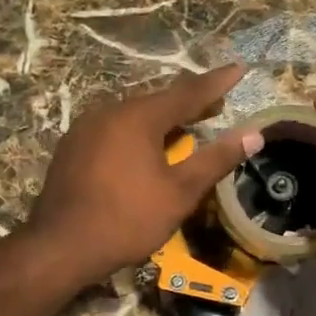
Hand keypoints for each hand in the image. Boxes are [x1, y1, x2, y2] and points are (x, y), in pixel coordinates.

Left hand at [28, 65, 262, 283]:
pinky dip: (137, 134)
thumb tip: (253, 134)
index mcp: (138, 117)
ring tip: (184, 128)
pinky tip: (144, 150)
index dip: (217, 83)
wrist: (62, 247)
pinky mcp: (72, 149)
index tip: (238, 69)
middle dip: (190, 103)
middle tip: (216, 105)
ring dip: (162, 120)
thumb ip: (216, 159)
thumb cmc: (128, 219)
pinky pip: (114, 131)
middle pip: (158, 101)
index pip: (188, 92)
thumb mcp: (180, 192)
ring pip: (133, 116)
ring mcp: (85, 129)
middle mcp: (109, 112)